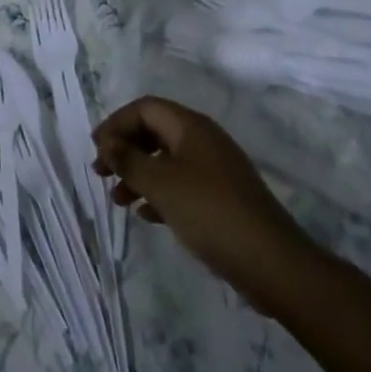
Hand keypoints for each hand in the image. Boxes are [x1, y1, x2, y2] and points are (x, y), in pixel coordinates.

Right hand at [92, 96, 320, 306]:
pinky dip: (160, 193)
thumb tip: (106, 142)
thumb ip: (129, 160)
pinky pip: (181, 184)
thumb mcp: (161, 185)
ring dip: (139, 175)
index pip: (144, 108)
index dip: (117, 123)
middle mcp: (202, 139)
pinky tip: (146, 215)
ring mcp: (215, 169)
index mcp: (190, 126)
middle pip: (154, 132)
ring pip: (166, 161)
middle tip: (102, 173)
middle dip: (126, 150)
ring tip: (119, 200)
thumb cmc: (211, 213)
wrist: (273, 263)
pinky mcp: (222, 198)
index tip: (97, 149)